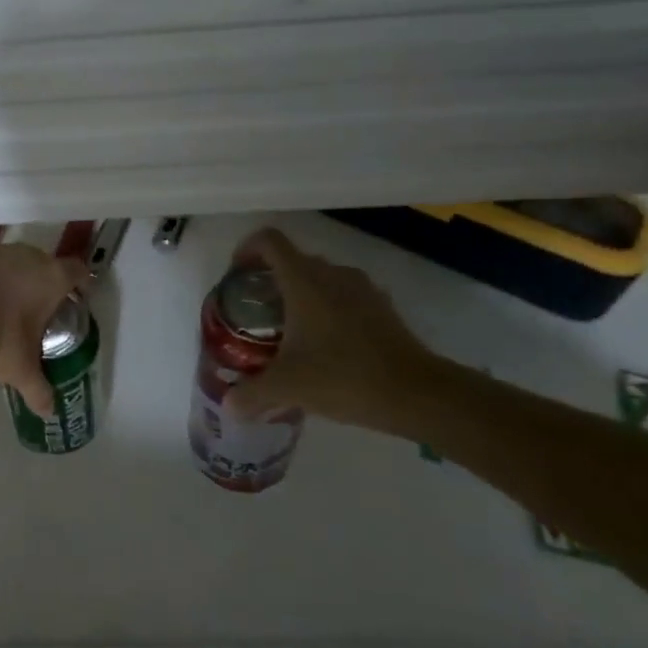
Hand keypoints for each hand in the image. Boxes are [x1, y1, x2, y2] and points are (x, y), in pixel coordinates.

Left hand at [0, 226, 88, 417]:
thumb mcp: (22, 371)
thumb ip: (38, 389)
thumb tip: (49, 411)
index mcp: (52, 279)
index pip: (77, 271)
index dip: (80, 282)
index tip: (77, 295)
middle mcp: (29, 257)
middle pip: (45, 262)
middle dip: (44, 280)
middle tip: (37, 306)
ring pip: (14, 253)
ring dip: (15, 268)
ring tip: (8, 290)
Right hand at [225, 228, 437, 432]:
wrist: (418, 394)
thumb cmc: (344, 377)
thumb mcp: (288, 387)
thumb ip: (251, 394)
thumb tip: (229, 406)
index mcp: (303, 280)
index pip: (269, 241)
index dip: (247, 249)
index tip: (237, 276)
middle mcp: (331, 274)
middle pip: (292, 260)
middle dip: (269, 280)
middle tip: (256, 314)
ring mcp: (361, 288)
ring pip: (319, 278)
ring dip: (300, 295)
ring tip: (289, 332)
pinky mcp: (382, 307)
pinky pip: (343, 295)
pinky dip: (327, 310)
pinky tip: (325, 346)